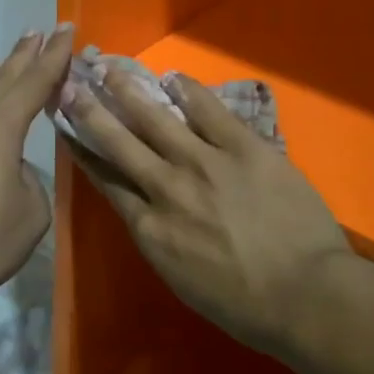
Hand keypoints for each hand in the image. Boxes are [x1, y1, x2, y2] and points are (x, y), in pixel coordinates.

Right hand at [59, 71, 354, 359]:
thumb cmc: (244, 305)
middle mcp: (166, 188)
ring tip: (109, 68)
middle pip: (119, 142)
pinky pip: (209, 111)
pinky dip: (188, 91)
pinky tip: (172, 77)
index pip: (106, 180)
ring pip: (155, 118)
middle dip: (90, 111)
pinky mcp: (243, 147)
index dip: (84, 151)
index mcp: (149, 228)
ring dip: (128, 91)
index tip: (66, 127)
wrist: (306, 296)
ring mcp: (204, 163)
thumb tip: (145, 208)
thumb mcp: (181, 279)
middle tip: (69, 84)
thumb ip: (158, 237)